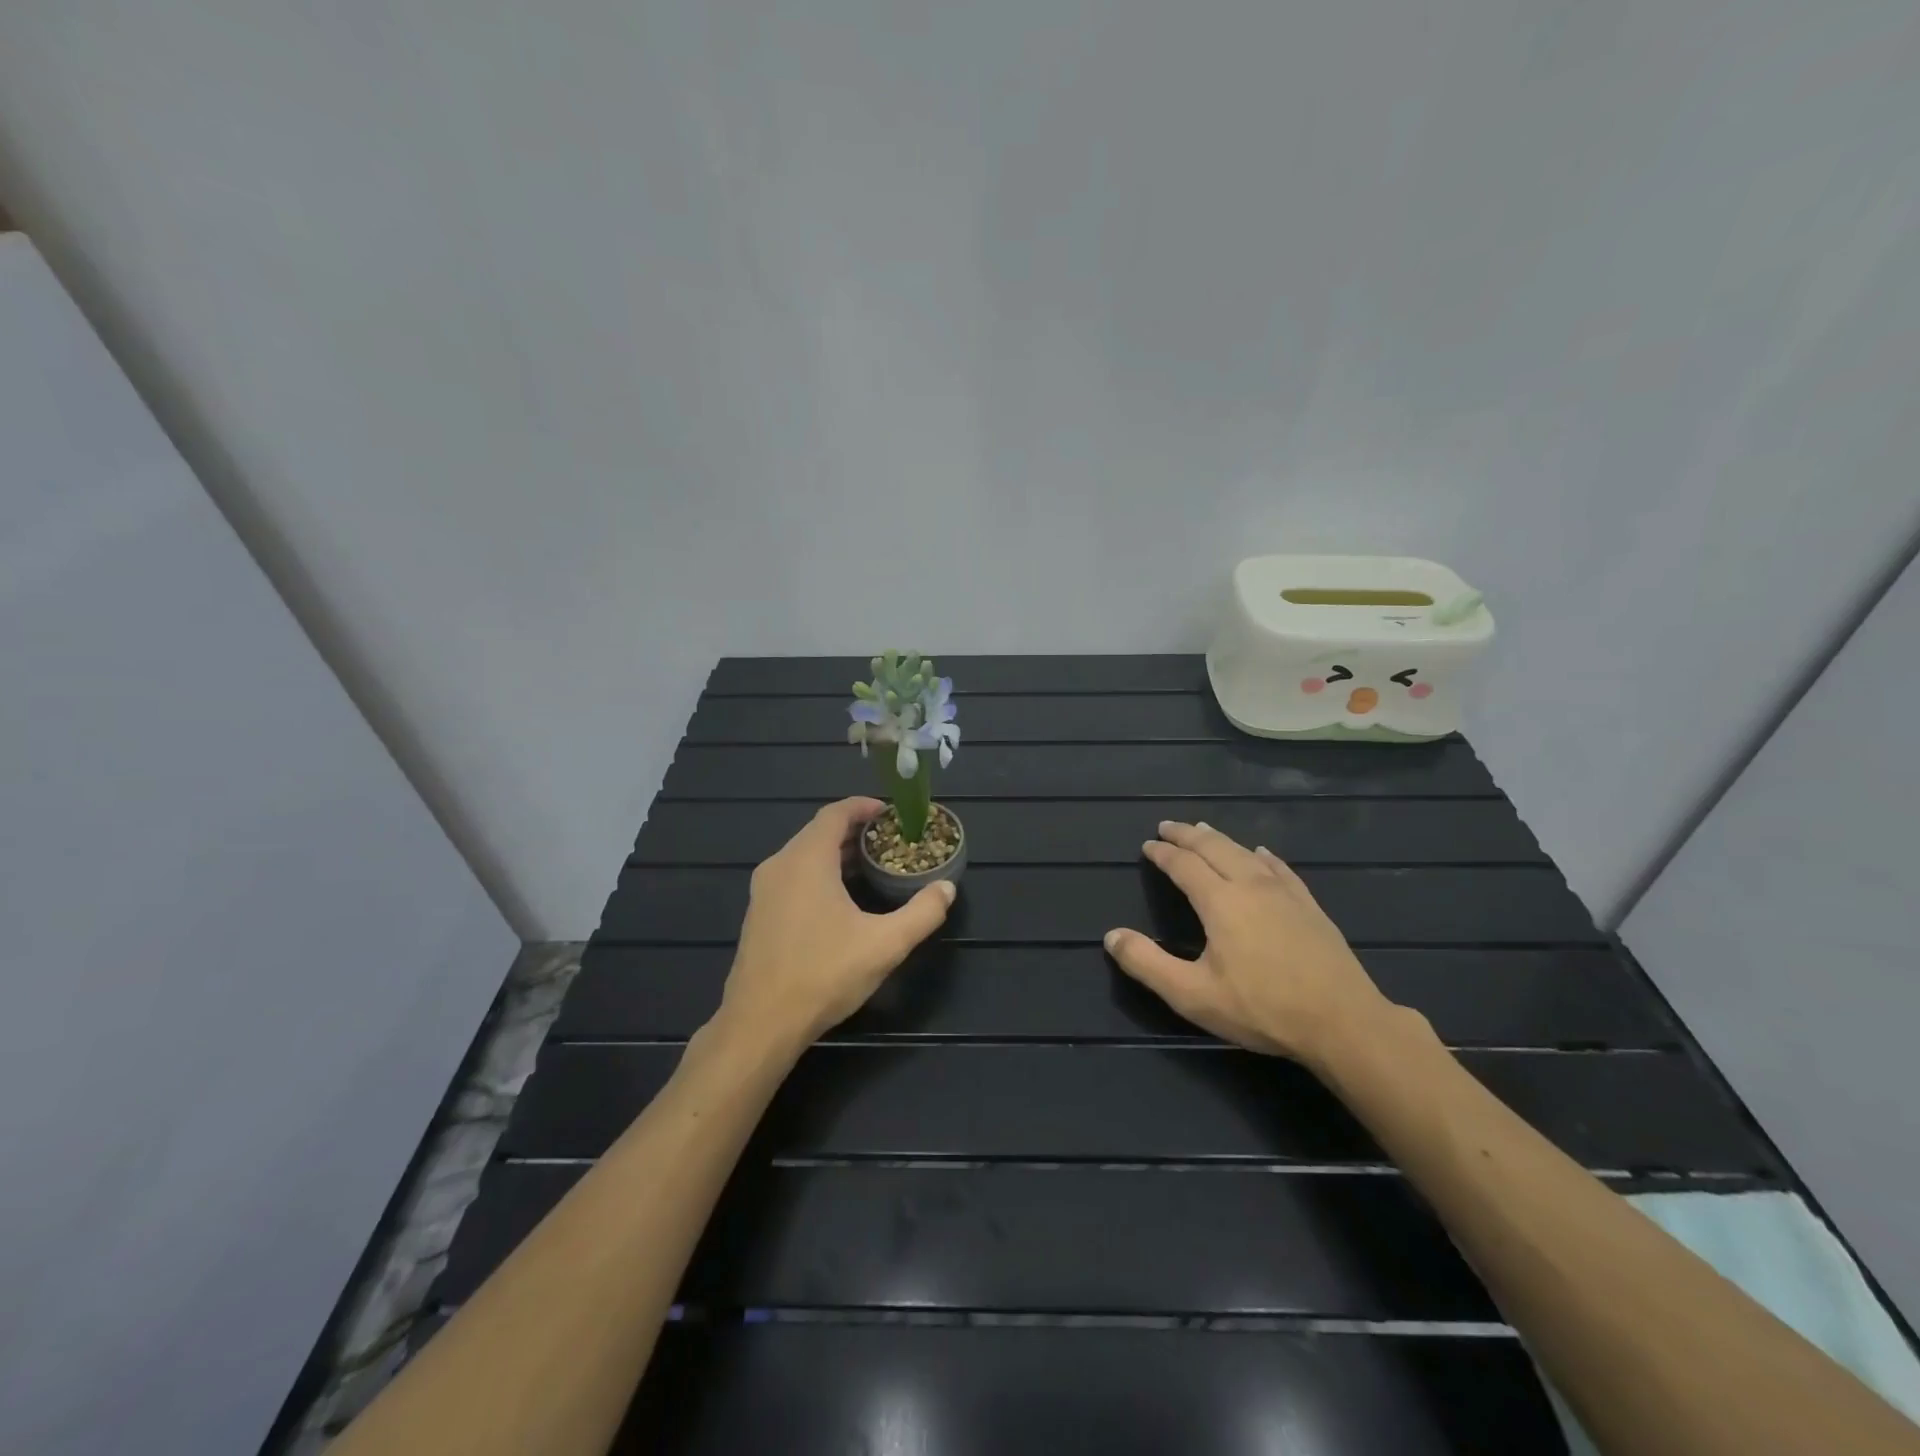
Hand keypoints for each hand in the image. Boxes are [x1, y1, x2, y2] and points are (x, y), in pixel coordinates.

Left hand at [716, 797, 955, 1048]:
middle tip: (888, 840)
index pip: (835, 813)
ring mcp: (763, 890)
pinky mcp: (758, 913)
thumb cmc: (824, 974)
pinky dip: (818, 872)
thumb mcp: (885, 944)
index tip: (890, 812)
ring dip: (836, 852)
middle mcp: (780, 865)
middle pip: (818, 831)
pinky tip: (839, 897)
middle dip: (854, 830)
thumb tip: (946, 888)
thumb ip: (921, 913)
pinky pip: (792, 875)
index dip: (863, 806)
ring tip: (870, 865)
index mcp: (807, 860)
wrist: (760, 1023)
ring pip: (803, 854)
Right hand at [1104, 821, 1399, 1066]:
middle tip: (1168, 825)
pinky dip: (1262, 855)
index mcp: (1220, 901)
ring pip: (1245, 852)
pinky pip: (1280, 868)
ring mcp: (1284, 893)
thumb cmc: (1262, 1008)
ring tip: (1203, 829)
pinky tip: (1261, 854)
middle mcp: (1250, 885)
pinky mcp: (1309, 906)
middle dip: (1187, 834)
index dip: (1163, 853)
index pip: (1184, 865)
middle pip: (1214, 848)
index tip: (1147, 845)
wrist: (1342, 1022)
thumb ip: (1147, 964)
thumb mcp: (1192, 994)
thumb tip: (1111, 936)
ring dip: (1220, 838)